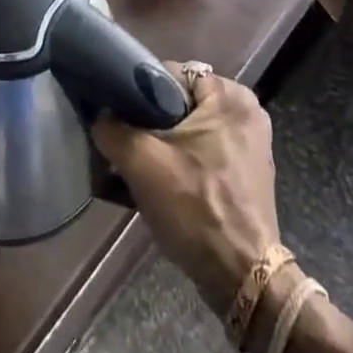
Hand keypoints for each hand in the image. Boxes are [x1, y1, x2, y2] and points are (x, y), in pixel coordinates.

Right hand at [92, 64, 278, 314]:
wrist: (241, 278)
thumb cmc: (194, 207)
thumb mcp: (141, 162)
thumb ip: (112, 128)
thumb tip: (99, 116)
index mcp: (229, 94)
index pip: (169, 74)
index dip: (138, 94)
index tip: (119, 118)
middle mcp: (247, 110)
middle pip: (180, 104)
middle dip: (152, 124)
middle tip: (128, 146)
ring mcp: (252, 143)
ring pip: (191, 130)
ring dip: (166, 146)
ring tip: (140, 168)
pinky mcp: (250, 173)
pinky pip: (206, 152)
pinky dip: (185, 163)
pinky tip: (164, 185)